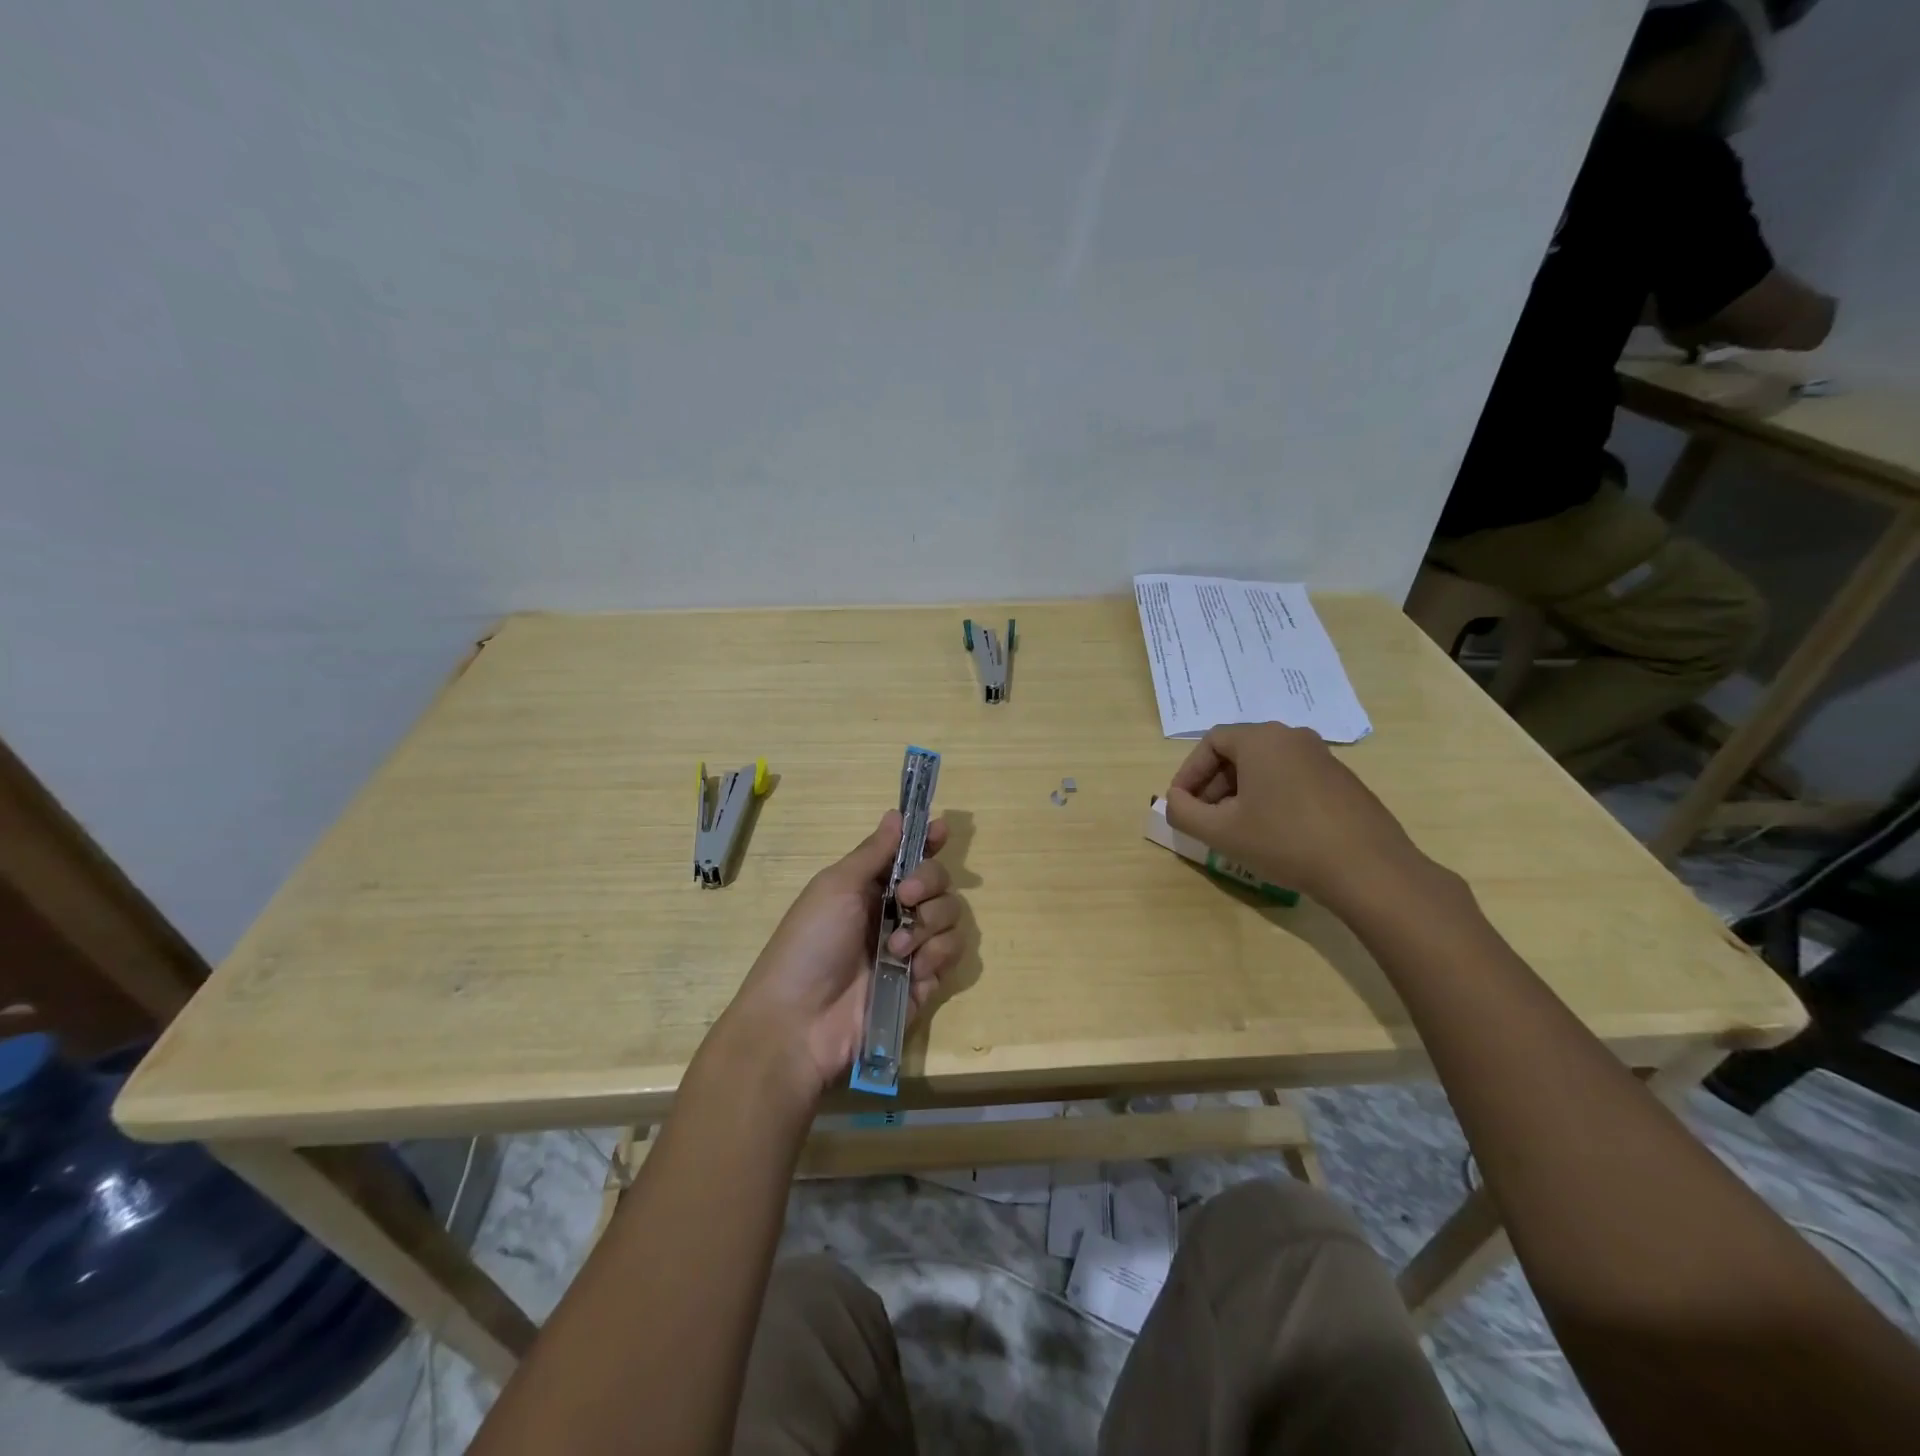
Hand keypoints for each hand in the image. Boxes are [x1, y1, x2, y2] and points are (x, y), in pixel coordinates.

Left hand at [720, 811, 964, 1097]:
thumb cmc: (810, 943)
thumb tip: (896, 813)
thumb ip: (874, 852)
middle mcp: (895, 912)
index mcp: (870, 886)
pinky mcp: (925, 982)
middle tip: (906, 897)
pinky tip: (912, 968)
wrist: (801, 1021)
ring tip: (897, 947)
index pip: (910, 855)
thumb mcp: (836, 887)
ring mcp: (912, 948)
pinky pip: (952, 953)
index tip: (941, 831)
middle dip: (930, 882)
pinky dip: (936, 955)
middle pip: (940, 880)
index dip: (929, 841)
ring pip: (952, 915)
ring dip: (930, 923)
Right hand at [1164, 722, 1426, 911]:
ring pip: (1266, 768)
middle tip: (1203, 819)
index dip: (1188, 773)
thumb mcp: (1220, 832)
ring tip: (1234, 830)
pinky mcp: (1342, 782)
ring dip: (1240, 794)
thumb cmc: (1284, 841)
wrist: (1368, 869)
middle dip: (1213, 785)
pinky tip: (1271, 834)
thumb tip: (1174, 802)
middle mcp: (1293, 737)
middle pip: (1239, 753)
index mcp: (1262, 739)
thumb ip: (1184, 813)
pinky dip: (1271, 798)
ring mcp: (1323, 758)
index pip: (1211, 742)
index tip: (1180, 805)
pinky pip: (1292, 780)